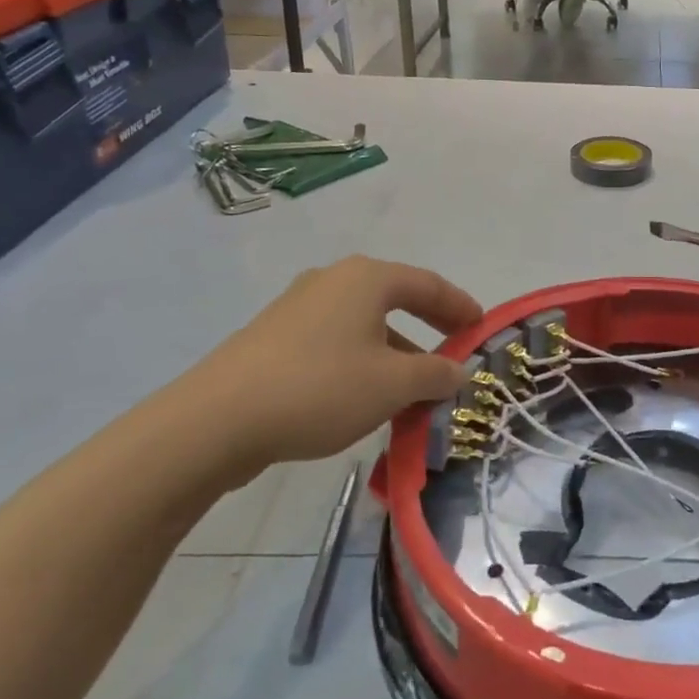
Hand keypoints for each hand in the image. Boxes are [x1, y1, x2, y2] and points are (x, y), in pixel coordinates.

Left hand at [157, 256, 482, 486]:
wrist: (217, 420)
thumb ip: (434, 374)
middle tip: (452, 357)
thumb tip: (457, 370)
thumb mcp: (392, 385)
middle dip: (428, 330)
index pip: (428, 284)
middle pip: (395, 300)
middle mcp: (332, 281)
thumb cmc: (321, 388)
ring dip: (395, 353)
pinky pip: (335, 342)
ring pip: (363, 325)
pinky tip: (364, 398)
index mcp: (366, 278)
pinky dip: (361, 363)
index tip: (481, 328)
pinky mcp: (273, 338)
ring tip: (412, 391)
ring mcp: (297, 308)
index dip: (460, 306)